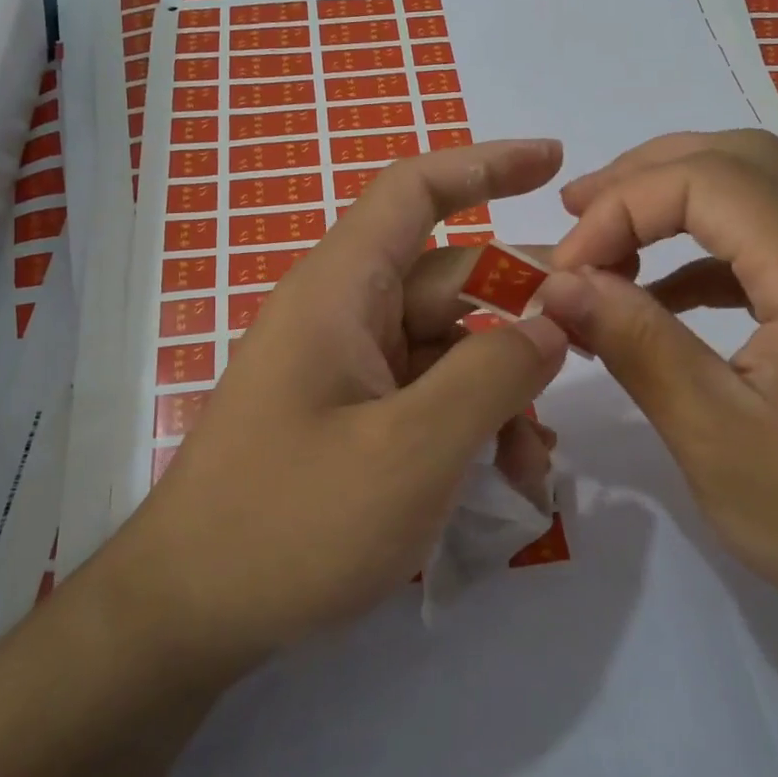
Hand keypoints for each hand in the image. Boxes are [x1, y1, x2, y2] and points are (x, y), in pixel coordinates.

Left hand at [111, 139, 570, 672]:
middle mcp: (341, 316)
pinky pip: (423, 395)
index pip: (413, 191)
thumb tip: (550, 323)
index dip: (485, 163)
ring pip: (445, 348)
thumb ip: (491, 375)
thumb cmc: (293, 523)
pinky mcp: (347, 418)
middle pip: (449, 282)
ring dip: (499, 391)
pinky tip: (505, 477)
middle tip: (589, 354)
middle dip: (520, 318)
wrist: (189, 615)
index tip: (555, 162)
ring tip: (536, 464)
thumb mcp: (413, 451)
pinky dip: (468, 422)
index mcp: (340, 291)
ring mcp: (343, 370)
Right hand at [538, 130, 777, 672]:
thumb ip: (636, 345)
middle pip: (742, 159)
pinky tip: (665, 297)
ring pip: (764, 193)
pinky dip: (711, 252)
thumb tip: (558, 284)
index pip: (707, 180)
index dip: (621, 207)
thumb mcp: (717, 441)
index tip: (566, 271)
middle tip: (575, 214)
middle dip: (646, 176)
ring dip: (679, 203)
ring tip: (608, 245)